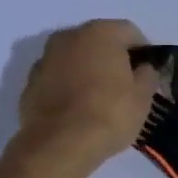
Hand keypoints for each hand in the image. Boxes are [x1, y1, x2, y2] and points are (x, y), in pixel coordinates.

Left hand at [16, 20, 161, 170]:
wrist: (59, 145)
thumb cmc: (109, 114)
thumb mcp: (143, 97)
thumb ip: (147, 75)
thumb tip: (143, 69)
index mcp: (100, 33)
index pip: (130, 32)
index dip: (143, 52)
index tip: (148, 73)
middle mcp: (69, 36)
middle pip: (99, 41)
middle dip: (112, 58)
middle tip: (125, 85)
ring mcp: (45, 58)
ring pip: (75, 58)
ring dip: (87, 70)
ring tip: (99, 99)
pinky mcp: (29, 83)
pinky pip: (57, 78)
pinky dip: (68, 86)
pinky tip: (77, 110)